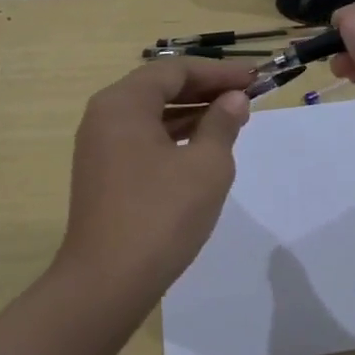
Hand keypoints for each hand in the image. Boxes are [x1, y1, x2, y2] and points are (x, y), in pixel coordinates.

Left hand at [56, 59, 252, 296]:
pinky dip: (175, 135)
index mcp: (123, 103)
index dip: (218, 71)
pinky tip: (203, 146)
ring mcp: (100, 146)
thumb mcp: (206, 165)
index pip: (176, 70)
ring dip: (192, 112)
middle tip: (247, 95)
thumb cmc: (160, 215)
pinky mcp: (104, 173)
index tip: (254, 78)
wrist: (106, 284)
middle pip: (161, 87)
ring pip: (152, 114)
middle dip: (206, 89)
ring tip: (233, 118)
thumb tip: (234, 99)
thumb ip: (222, 124)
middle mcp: (105, 116)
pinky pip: (143, 138)